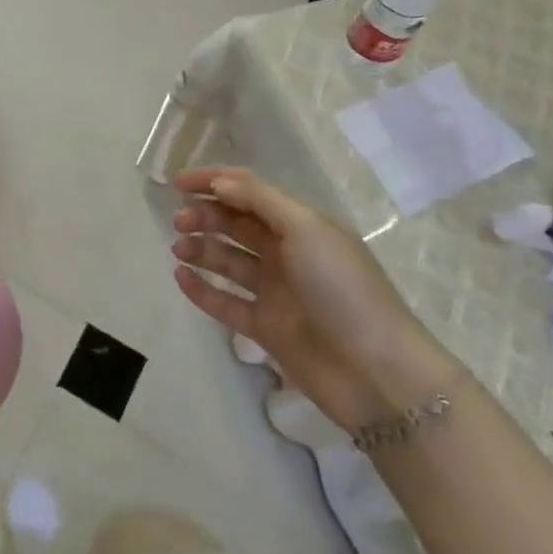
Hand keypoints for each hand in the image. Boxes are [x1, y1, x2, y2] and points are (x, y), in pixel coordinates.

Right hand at [170, 166, 457, 432]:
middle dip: (206, 215)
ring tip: (179, 249)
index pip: (251, 192)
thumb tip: (219, 183)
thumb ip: (259, 200)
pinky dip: (202, 289)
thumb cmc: (342, 288)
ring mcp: (276, 292)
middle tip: (179, 221)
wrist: (374, 372)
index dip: (215, 182)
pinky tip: (181, 277)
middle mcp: (287, 253)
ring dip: (201, 249)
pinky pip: (225, 302)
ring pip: (228, 261)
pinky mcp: (265, 328)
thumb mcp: (306, 229)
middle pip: (237, 224)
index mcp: (301, 225)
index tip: (178, 183)